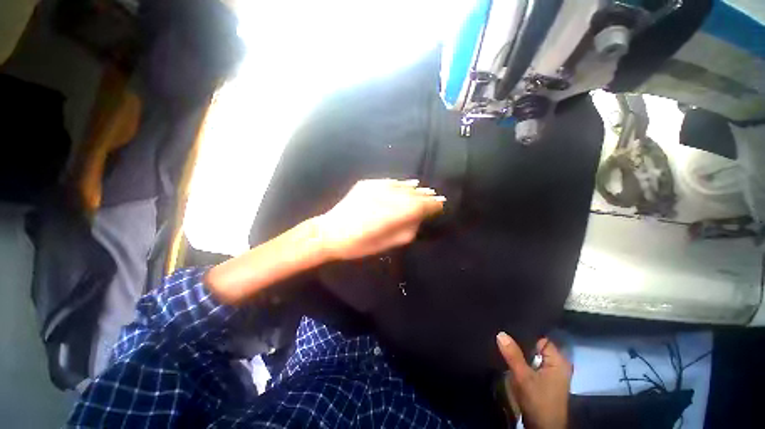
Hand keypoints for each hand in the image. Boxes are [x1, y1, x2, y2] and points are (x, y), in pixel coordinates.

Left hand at [315, 179, 444, 259]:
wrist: (330, 232)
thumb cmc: (359, 244)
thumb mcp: (387, 244)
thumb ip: (407, 230)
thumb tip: (419, 218)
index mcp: (393, 214)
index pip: (420, 206)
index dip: (432, 205)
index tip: (441, 205)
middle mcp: (387, 196)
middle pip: (413, 194)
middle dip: (426, 196)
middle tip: (436, 197)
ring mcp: (376, 187)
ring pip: (402, 186)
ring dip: (416, 189)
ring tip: (425, 190)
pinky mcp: (367, 184)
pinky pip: (389, 182)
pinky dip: (400, 184)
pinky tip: (408, 184)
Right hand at [497, 333, 571, 428]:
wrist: (543, 428)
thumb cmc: (538, 401)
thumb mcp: (523, 377)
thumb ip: (513, 355)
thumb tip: (500, 333)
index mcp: (558, 360)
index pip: (541, 337)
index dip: (525, 330)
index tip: (509, 324)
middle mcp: (557, 364)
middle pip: (536, 345)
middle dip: (520, 340)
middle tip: (503, 330)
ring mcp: (551, 372)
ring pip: (533, 354)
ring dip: (520, 350)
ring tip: (503, 339)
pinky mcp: (544, 379)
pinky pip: (532, 362)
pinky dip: (522, 359)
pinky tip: (510, 354)